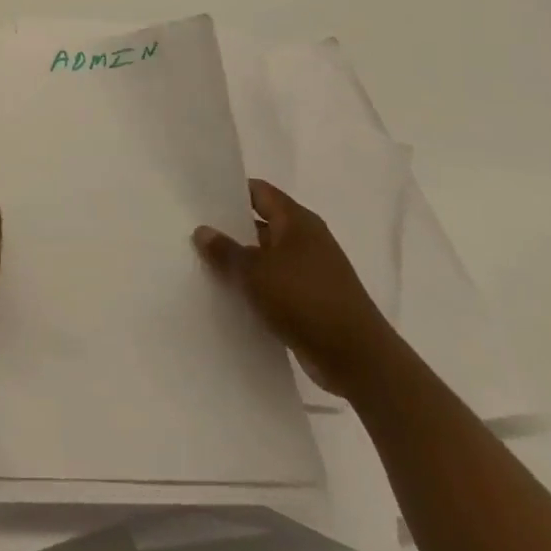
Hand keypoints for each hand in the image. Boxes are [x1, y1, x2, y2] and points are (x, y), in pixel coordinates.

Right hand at [193, 178, 395, 397]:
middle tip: (194, 231)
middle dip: (230, 228)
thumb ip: (225, 250)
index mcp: (297, 221)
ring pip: (268, 256)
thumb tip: (203, 230)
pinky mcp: (313, 299)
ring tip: (204, 263)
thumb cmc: (304, 300)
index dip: (230, 191)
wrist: (357, 358)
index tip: (200, 198)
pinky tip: (231, 295)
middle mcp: (307, 239)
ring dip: (242, 261)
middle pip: (262, 223)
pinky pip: (276, 283)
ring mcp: (312, 271)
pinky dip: (256, 286)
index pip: (259, 192)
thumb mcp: (254, 272)